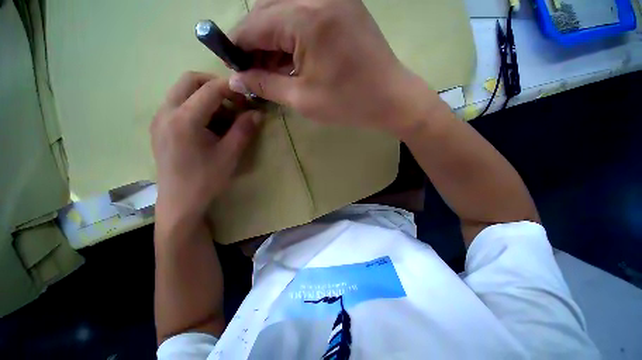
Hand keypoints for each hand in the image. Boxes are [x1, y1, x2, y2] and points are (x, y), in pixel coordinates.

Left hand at [151, 72, 260, 225]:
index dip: (232, 88)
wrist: (179, 201)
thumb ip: (244, 130)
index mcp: (184, 119)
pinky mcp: (160, 127)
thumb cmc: (206, 179)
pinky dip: (197, 106)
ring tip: (225, 116)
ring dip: (206, 96)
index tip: (249, 95)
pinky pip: (178, 104)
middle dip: (215, 85)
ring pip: (182, 91)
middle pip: (190, 80)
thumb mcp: (230, 155)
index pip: (210, 89)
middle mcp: (166, 112)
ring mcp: (160, 119)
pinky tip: (210, 125)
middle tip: (235, 101)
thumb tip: (258, 113)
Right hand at [230, 0, 440, 135]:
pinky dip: (293, 37)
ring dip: (274, 42)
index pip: (254, 25)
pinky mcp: (343, 7)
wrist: (391, 99)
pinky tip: (293, 60)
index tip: (235, 69)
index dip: (238, 48)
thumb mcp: (302, 99)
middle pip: (267, 14)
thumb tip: (236, 80)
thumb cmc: (348, 104)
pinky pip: (305, 16)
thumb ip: (265, 85)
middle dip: (256, 45)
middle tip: (255, 73)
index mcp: (305, 17)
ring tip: (273, 71)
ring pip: (285, 13)